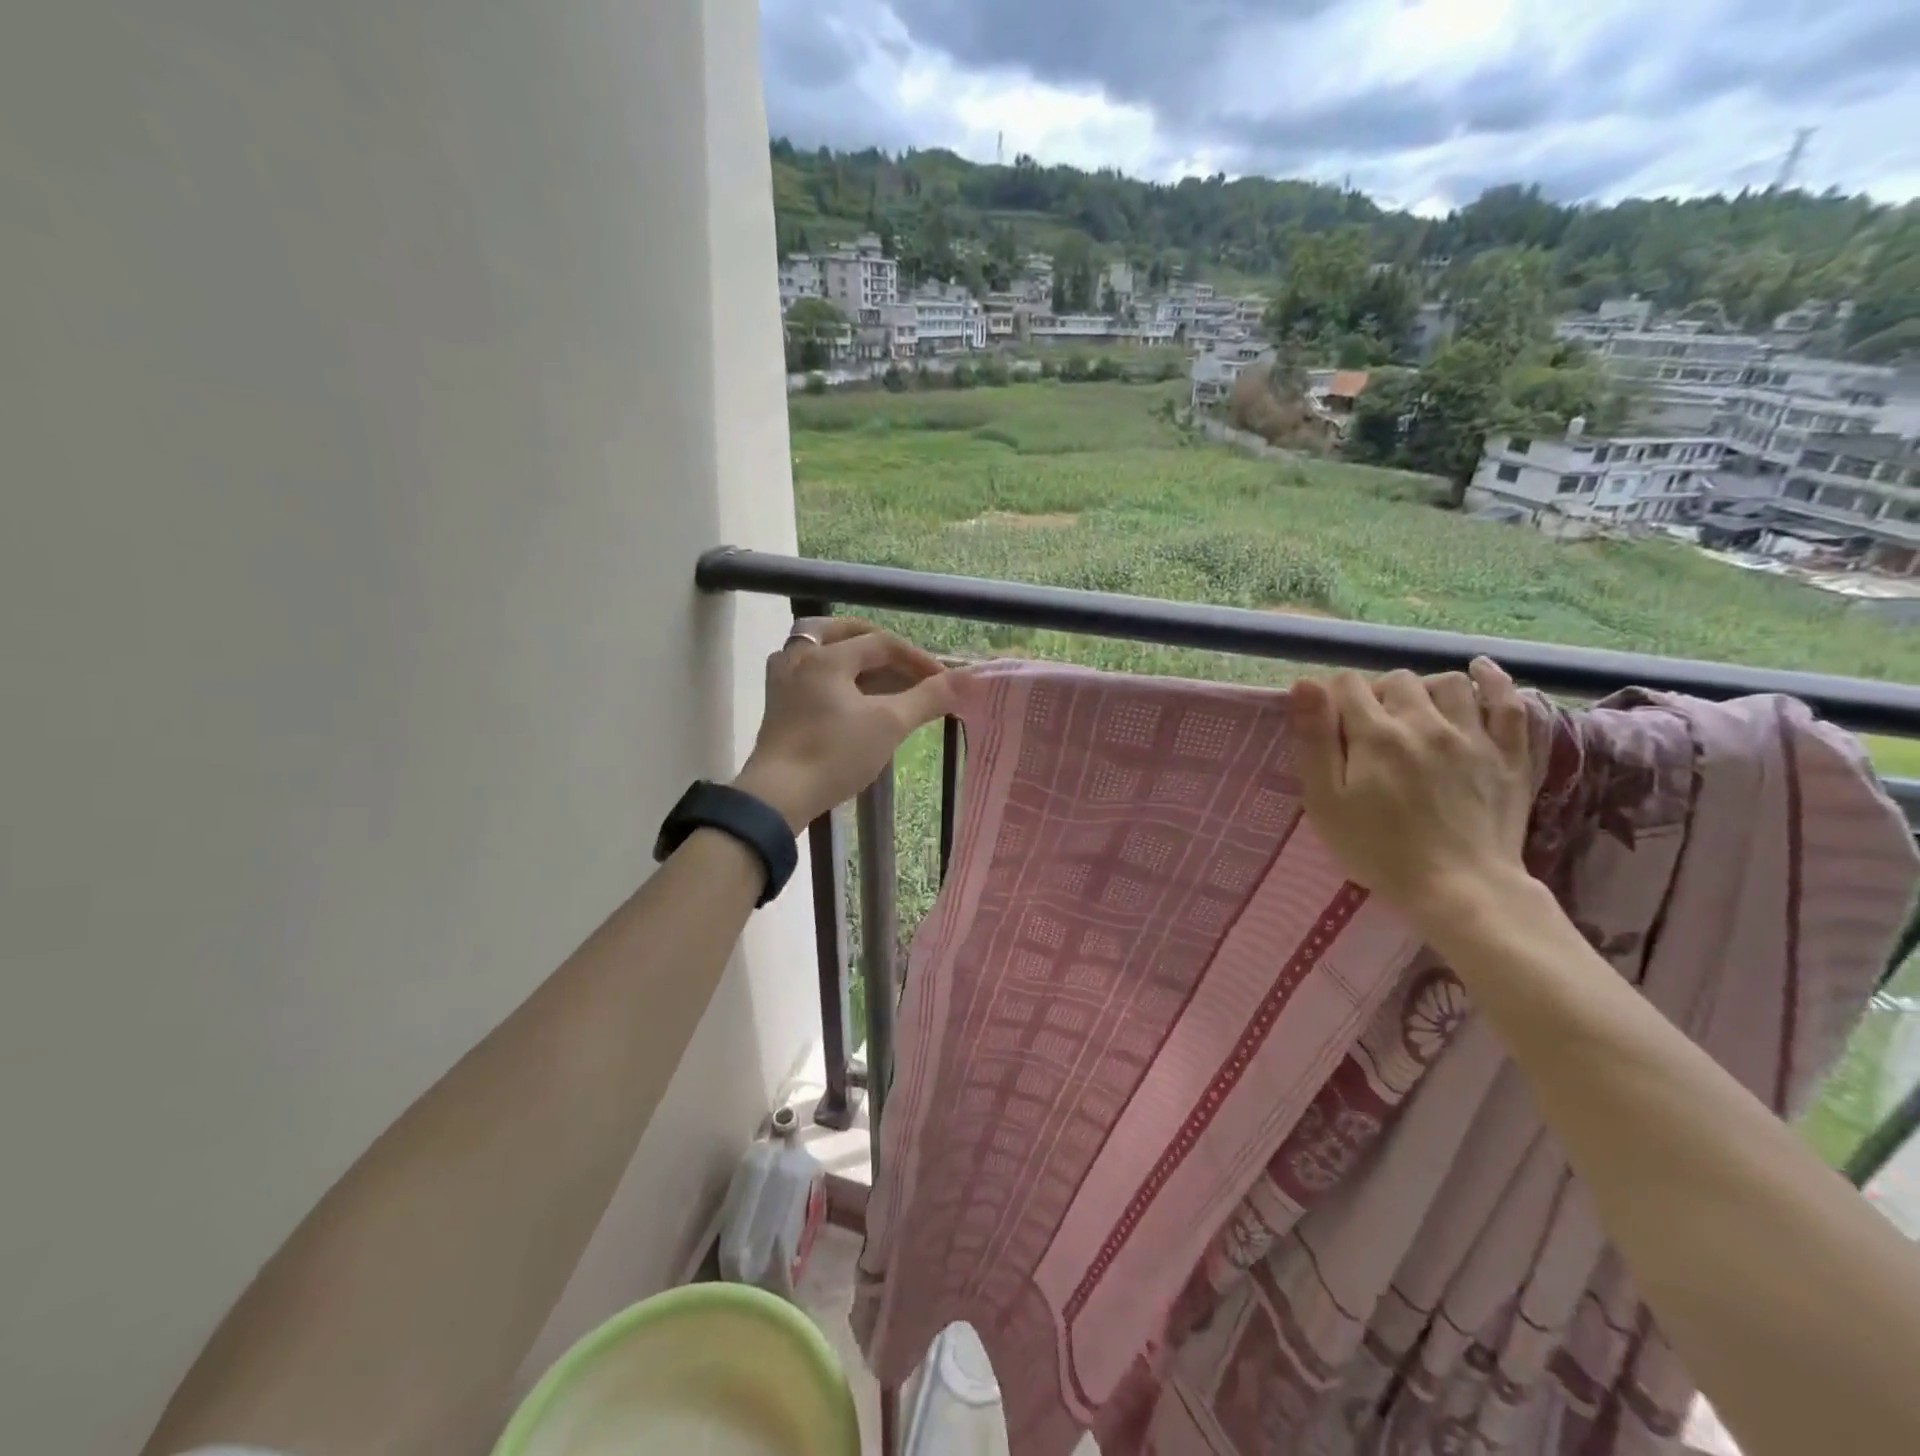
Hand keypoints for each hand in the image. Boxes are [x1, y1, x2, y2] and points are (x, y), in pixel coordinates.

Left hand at [732, 618, 959, 830]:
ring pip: (820, 651)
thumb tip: (970, 678)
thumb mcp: (889, 724)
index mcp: (826, 656)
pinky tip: (848, 697)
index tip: (943, 683)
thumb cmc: (834, 754)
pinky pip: (809, 674)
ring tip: (878, 676)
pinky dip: (834, 676)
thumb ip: (928, 698)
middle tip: (905, 663)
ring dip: (852, 657)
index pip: (881, 643)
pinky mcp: (776, 706)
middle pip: (843, 634)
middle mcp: (799, 657)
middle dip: (879, 645)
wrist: (778, 797)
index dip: (917, 659)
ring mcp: (782, 681)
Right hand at [1289, 657, 1533, 930]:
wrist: (1461, 890)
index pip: (1347, 685)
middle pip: (1397, 680)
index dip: (1333, 699)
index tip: (1331, 725)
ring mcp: (1474, 736)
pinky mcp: (1510, 755)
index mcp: (1376, 735)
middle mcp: (1425, 723)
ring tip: (1417, 712)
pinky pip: (1509, 702)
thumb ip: (1314, 740)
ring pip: (1449, 683)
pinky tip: (1480, 672)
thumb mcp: (1325, 802)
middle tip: (1371, 729)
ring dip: (1426, 689)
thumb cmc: (1379, 850)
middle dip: (1377, 694)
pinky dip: (1494, 681)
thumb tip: (1305, 684)